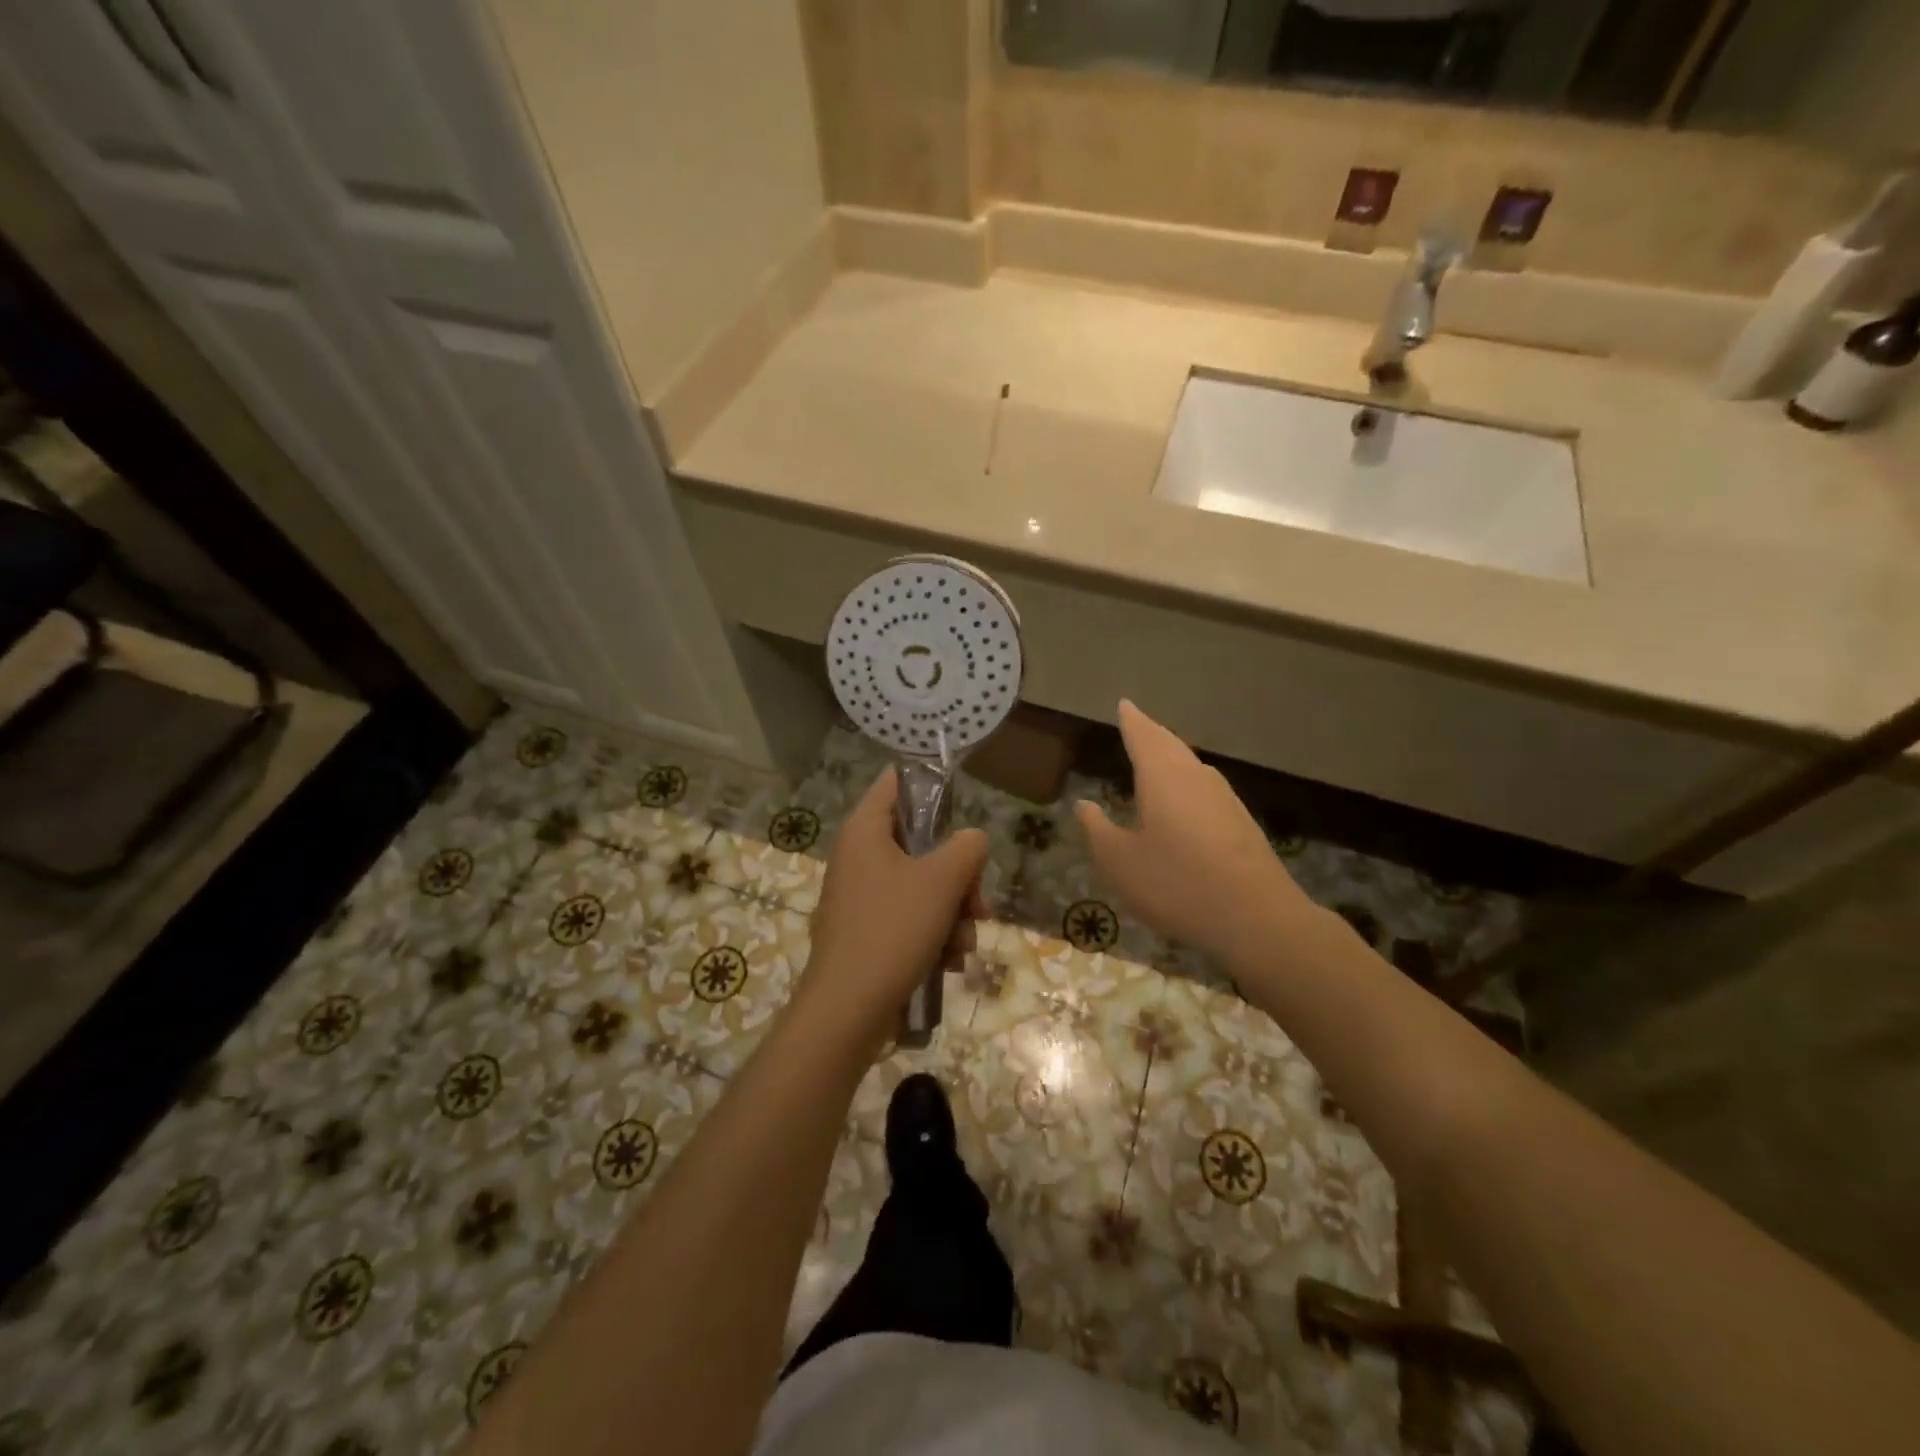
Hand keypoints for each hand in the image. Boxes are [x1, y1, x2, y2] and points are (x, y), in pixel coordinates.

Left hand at [800, 769, 988, 1044]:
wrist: (848, 1010)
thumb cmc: (894, 930)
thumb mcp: (943, 880)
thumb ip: (968, 847)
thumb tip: (971, 842)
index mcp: (865, 829)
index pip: (897, 781)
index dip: (932, 786)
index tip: (963, 812)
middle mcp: (858, 855)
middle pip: (921, 842)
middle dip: (959, 877)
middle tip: (978, 905)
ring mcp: (860, 895)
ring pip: (921, 886)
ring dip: (952, 913)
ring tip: (963, 945)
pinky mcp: (866, 931)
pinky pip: (909, 917)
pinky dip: (933, 935)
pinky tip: (949, 963)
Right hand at [1075, 701, 1312, 961]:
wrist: (1257, 918)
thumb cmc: (1176, 883)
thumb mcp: (1119, 862)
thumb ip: (1098, 829)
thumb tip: (1085, 804)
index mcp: (1163, 776)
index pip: (1143, 736)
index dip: (1131, 721)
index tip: (1124, 704)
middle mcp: (1196, 777)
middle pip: (1170, 745)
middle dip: (1152, 733)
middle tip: (1137, 723)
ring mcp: (1224, 798)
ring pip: (1190, 766)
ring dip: (1171, 757)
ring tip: (1155, 757)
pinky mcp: (1241, 822)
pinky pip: (1204, 789)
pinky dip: (1186, 783)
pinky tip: (1182, 801)